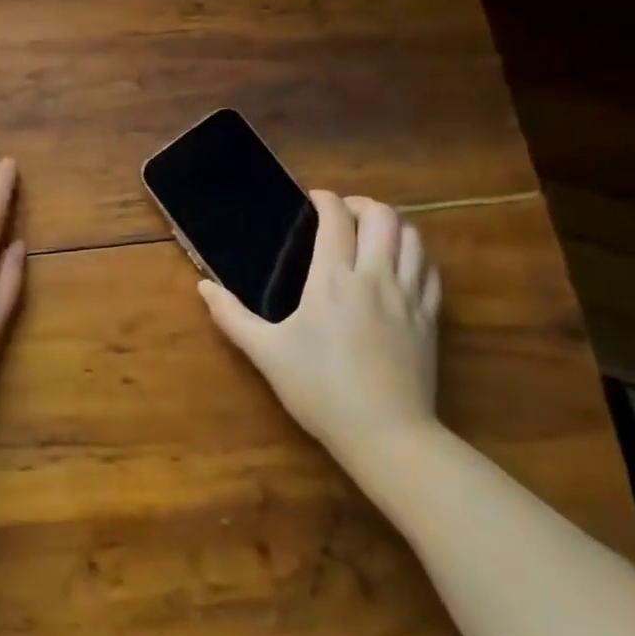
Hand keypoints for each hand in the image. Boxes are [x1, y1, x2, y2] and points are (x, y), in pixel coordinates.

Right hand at [198, 192, 439, 470]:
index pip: (336, 219)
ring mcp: (408, 297)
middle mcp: (374, 277)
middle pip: (382, 217)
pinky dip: (417, 255)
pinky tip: (403, 265)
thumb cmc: (320, 390)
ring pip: (412, 238)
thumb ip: (232, 316)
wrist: (386, 436)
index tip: (313, 199)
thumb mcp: (266, 353)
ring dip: (394, 225)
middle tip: (343, 213)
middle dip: (362, 204)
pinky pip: (431, 271)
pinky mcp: (429, 319)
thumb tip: (203, 287)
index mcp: (333, 279)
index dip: (325, 199)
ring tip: (373, 234)